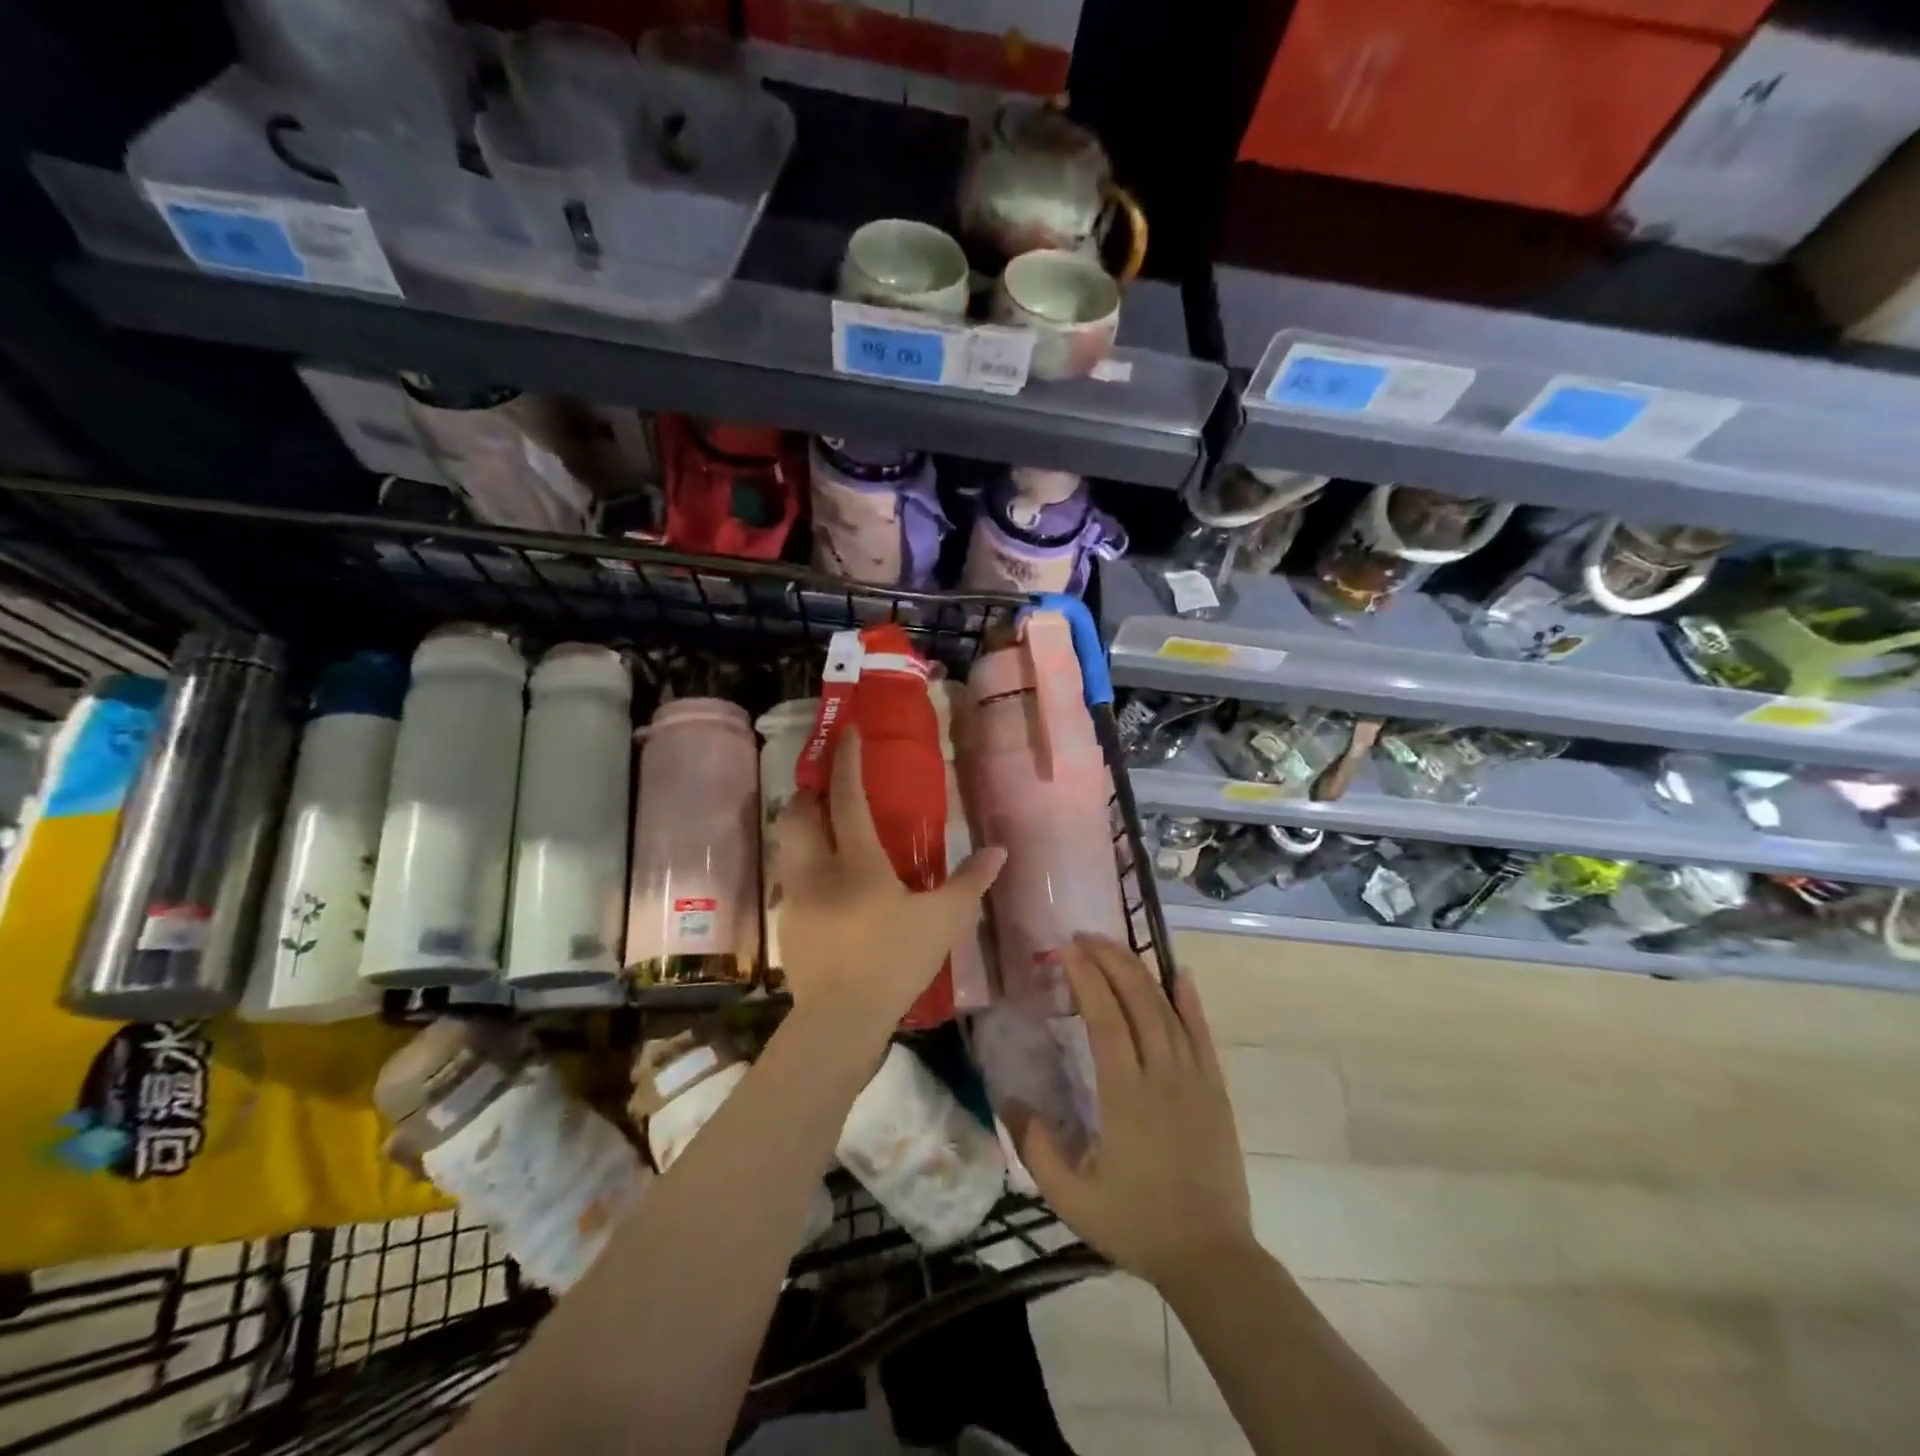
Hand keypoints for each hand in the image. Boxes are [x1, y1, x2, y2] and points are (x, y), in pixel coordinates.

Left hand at [772, 729, 1005, 1041]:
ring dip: (803, 828)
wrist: (840, 1019)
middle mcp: (817, 869)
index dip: (846, 762)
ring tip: (826, 833)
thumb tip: (999, 850)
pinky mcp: (786, 923)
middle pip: (798, 814)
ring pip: (788, 845)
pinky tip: (826, 888)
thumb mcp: (944, 922)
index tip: (848, 733)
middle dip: (809, 792)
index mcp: (857, 862)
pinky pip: (790, 879)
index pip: (846, 798)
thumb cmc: (895, 961)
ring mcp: (795, 896)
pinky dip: (804, 867)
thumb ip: (970, 882)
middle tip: (829, 789)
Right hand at [1014, 935, 1254, 1290]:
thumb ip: (1036, 1149)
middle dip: (1110, 961)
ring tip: (1116, 947)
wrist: (1210, 1257)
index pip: (1105, 1019)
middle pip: (1137, 1002)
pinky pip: (1203, 1035)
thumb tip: (1010, 1100)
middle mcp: (1162, 1076)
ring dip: (1141, 973)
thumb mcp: (1071, 1199)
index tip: (1066, 951)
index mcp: (1126, 1096)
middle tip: (1085, 937)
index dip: (1086, 978)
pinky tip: (1180, 975)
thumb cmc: (1136, 1225)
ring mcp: (1194, 1080)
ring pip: (1167, 1011)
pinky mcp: (1216, 1090)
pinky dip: (1190, 1002)